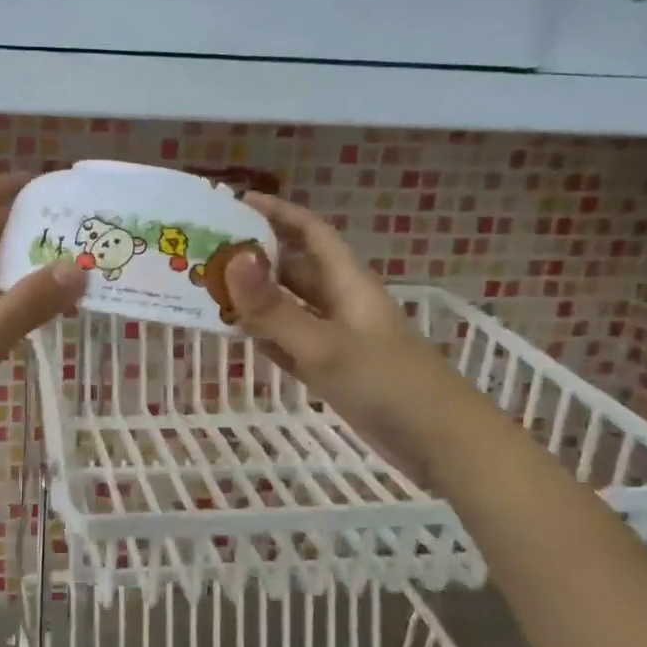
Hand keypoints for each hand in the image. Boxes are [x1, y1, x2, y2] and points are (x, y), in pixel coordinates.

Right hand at [225, 193, 454, 474]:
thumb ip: (274, 308)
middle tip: (205, 253)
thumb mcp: (324, 345)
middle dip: (254, 257)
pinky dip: (267, 335)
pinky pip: (292, 342)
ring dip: (256, 298)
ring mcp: (339, 338)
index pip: (310, 232)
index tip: (234, 203)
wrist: (441, 444)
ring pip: (290, 307)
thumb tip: (231, 259)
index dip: (276, 213)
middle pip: (294, 268)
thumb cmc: (387, 384)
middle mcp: (342, 303)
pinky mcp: (335, 370)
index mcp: (347, 283)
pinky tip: (239, 336)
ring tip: (209, 290)